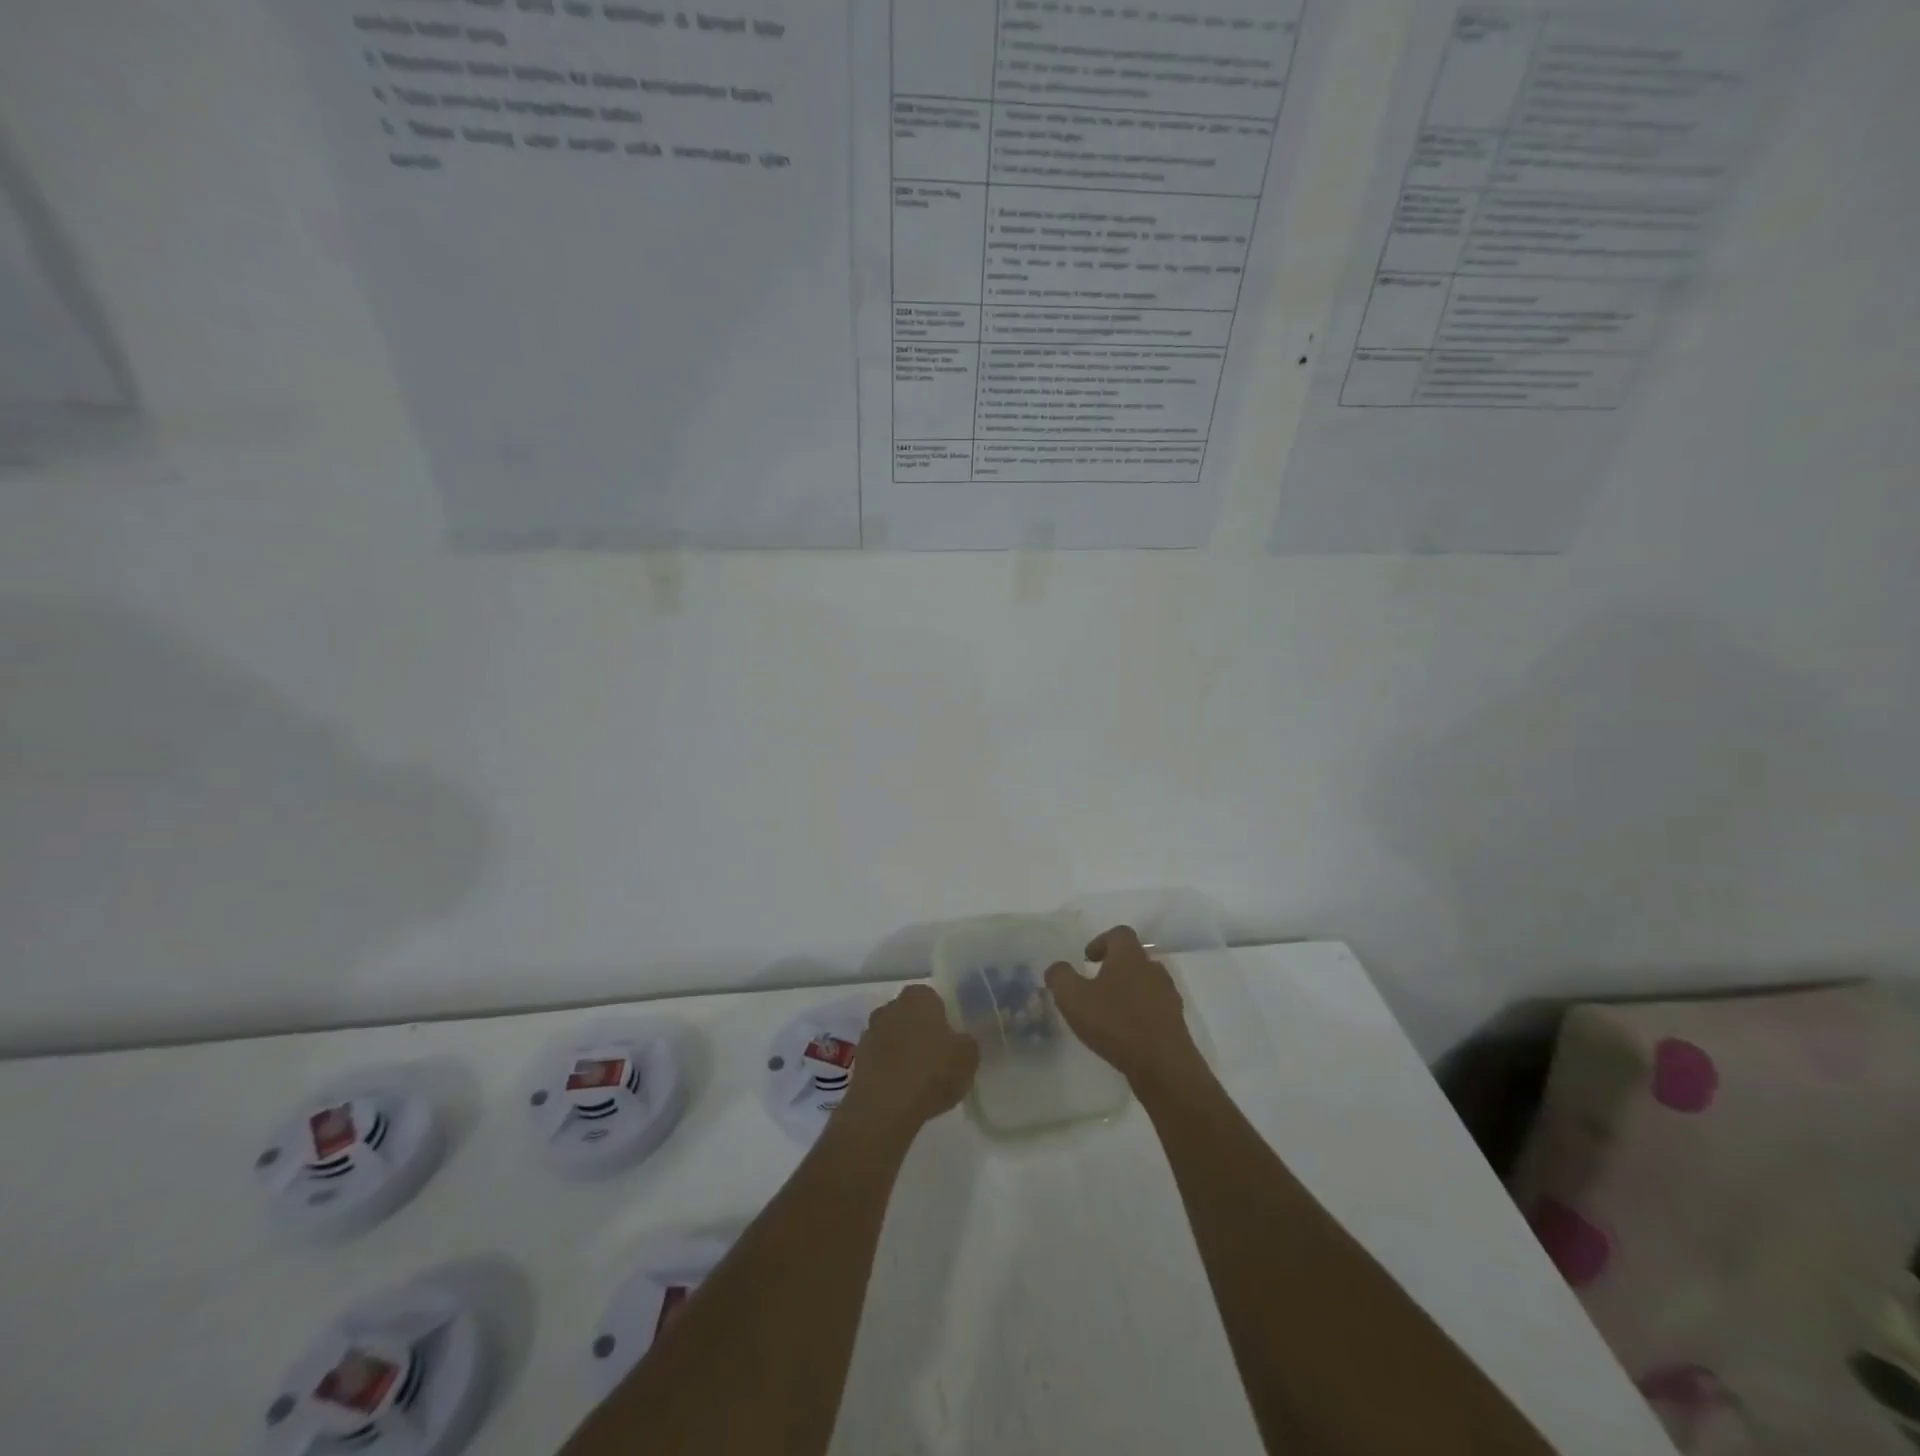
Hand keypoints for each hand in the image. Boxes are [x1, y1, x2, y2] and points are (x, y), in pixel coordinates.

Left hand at [838, 985, 979, 1143]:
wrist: (884, 1108)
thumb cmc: (932, 1071)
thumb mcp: (968, 1056)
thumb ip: (967, 1043)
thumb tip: (960, 1042)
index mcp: (918, 996)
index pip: (933, 999)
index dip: (943, 1020)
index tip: (951, 1042)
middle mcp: (890, 1007)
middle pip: (910, 1017)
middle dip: (920, 1033)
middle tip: (937, 1060)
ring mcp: (869, 1033)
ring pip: (893, 1038)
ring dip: (903, 1053)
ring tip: (920, 1082)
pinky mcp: (857, 1061)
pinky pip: (881, 1061)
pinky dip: (890, 1072)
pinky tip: (902, 1093)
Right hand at [1046, 925, 1203, 1088]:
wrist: (1164, 1065)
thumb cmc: (1116, 1023)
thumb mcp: (1074, 999)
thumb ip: (1060, 978)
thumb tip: (1056, 968)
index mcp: (1130, 956)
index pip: (1119, 934)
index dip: (1102, 941)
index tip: (1088, 958)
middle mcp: (1153, 969)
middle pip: (1135, 958)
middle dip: (1115, 967)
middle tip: (1096, 984)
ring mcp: (1168, 995)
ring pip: (1146, 983)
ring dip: (1129, 991)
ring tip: (1110, 1011)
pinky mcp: (1176, 1022)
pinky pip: (1155, 1008)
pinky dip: (1141, 1013)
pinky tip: (1126, 1032)